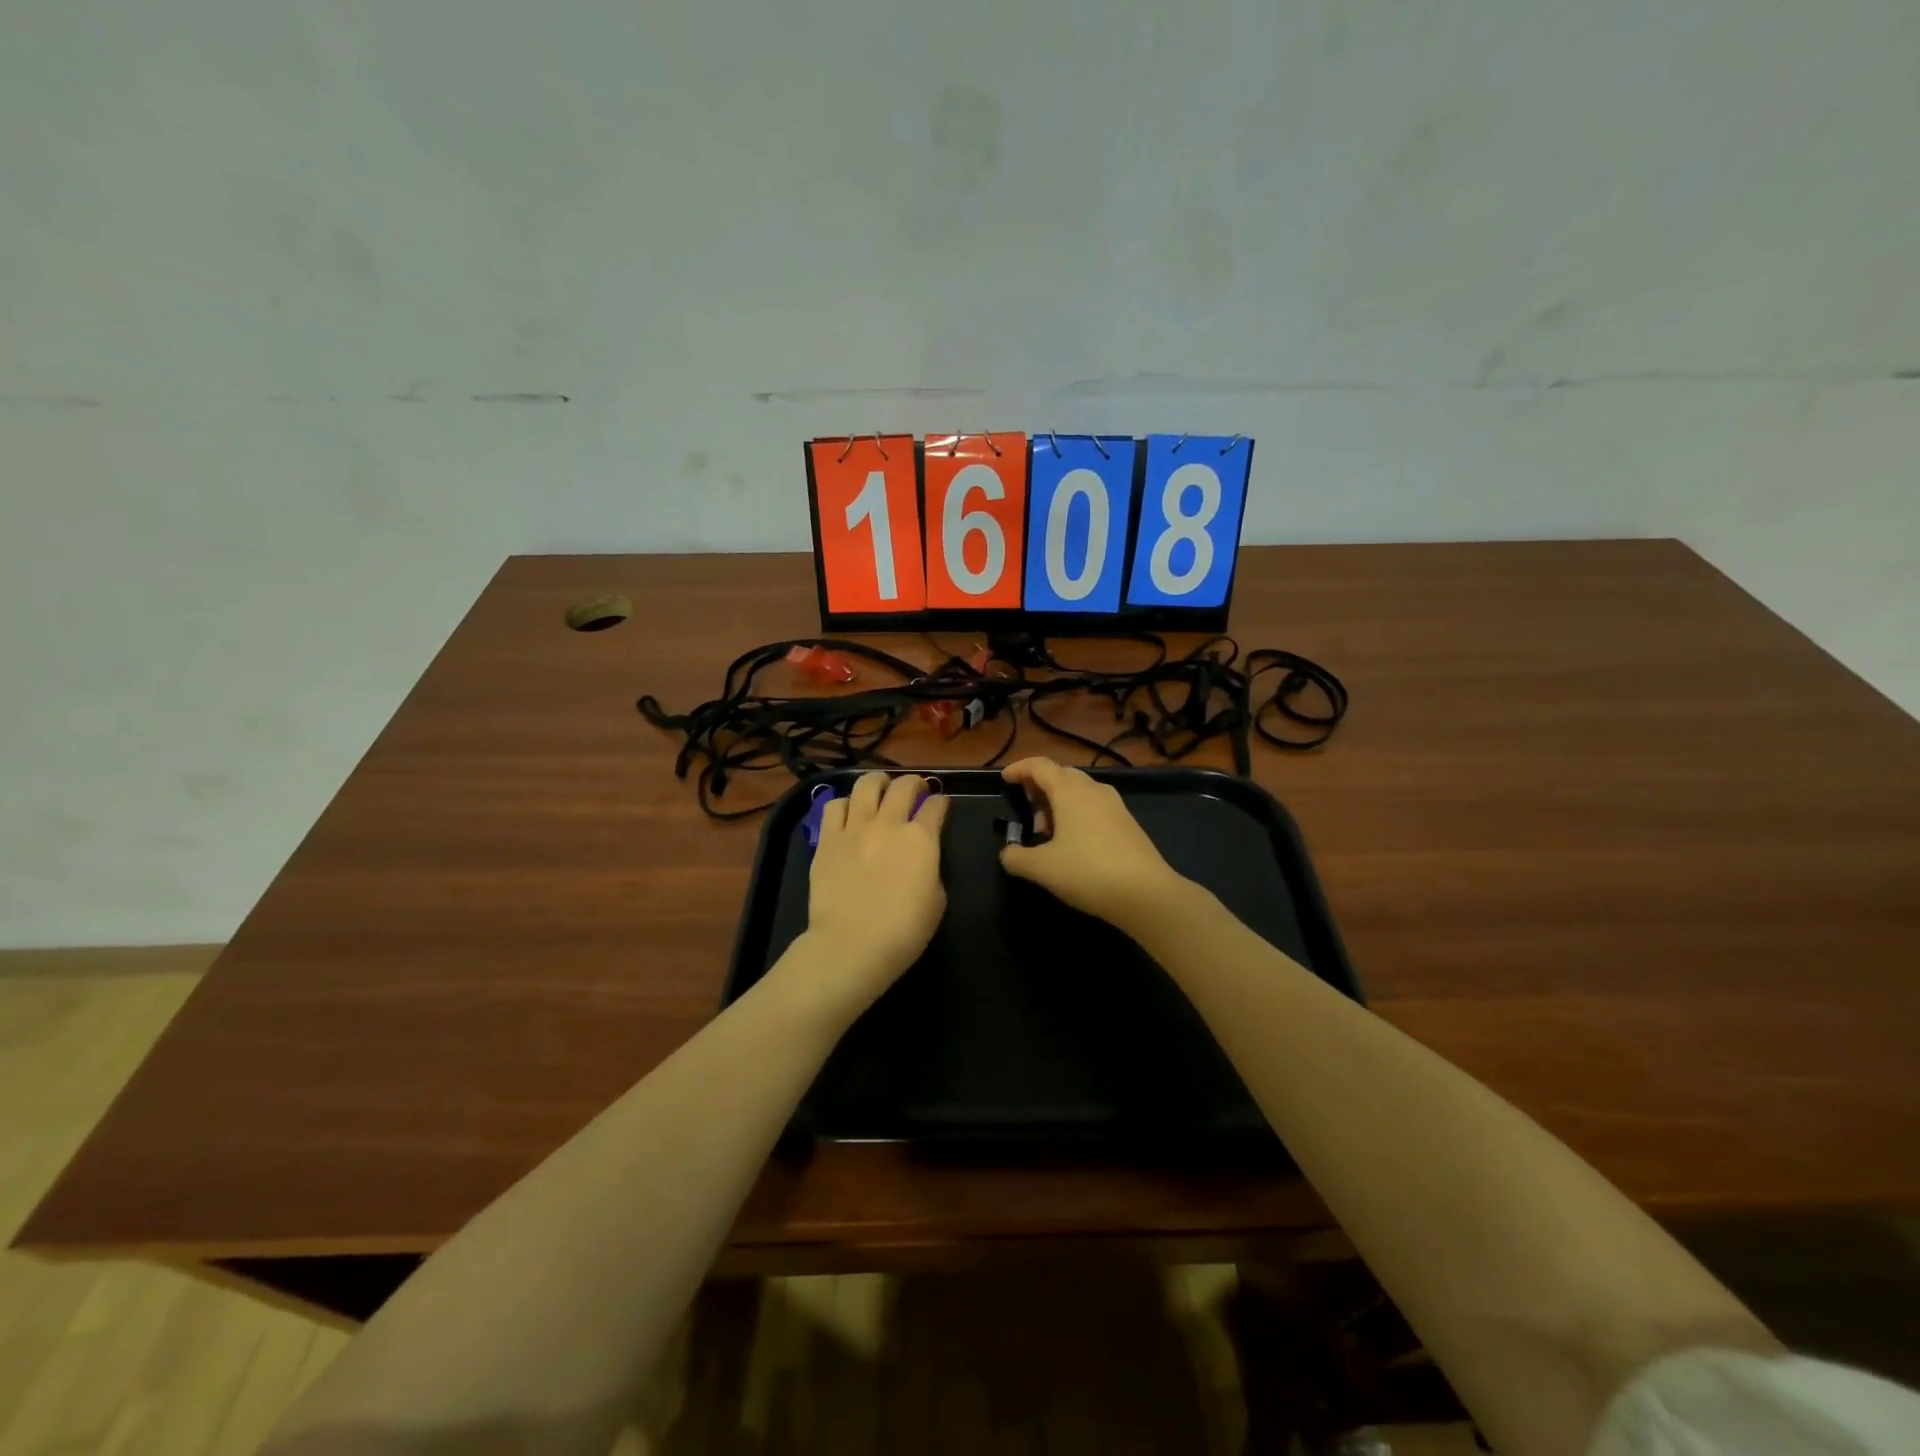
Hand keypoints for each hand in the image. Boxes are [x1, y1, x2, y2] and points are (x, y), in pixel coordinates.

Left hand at [801, 772, 949, 1006]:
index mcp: (922, 838)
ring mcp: (855, 828)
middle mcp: (889, 823)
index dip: (941, 803)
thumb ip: (931, 867)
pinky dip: (846, 804)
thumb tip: (921, 857)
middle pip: (904, 785)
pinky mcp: (828, 839)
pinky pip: (835, 806)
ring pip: (866, 784)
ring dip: (878, 782)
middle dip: (914, 783)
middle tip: (915, 790)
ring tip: (880, 789)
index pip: (936, 806)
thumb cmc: (904, 931)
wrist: (853, 944)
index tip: (940, 806)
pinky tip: (849, 812)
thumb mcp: (937, 899)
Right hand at [999, 758, 1190, 931]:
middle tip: (1025, 806)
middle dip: (1040, 786)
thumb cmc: (1088, 872)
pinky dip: (1077, 815)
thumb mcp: (1042, 868)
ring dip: (1059, 803)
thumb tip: (1007, 853)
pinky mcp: (1128, 825)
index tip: (1005, 779)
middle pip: (1062, 775)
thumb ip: (1017, 858)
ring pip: (1081, 792)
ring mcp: (1115, 806)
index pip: (1040, 766)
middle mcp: (1094, 790)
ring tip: (1045, 830)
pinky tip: (1072, 843)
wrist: (1147, 894)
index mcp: (1070, 791)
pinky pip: (1095, 808)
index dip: (1020, 769)